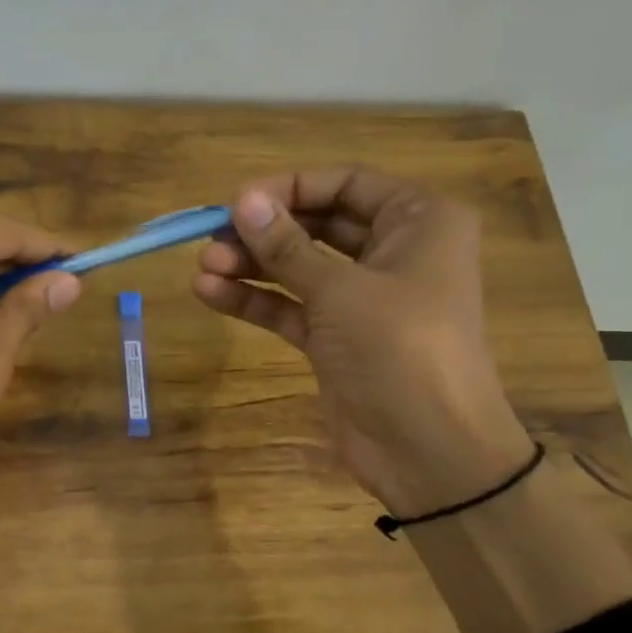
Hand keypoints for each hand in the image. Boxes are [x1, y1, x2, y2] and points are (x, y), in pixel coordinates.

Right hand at [193, 167, 531, 511]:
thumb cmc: (399, 349)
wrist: (428, 449)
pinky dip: (256, 300)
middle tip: (212, 237)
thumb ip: (286, 246)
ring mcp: (363, 299)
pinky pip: (292, 307)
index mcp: (419, 221)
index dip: (290, 187)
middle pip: (318, 224)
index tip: (238, 200)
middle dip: (264, 231)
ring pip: (300, 268)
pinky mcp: (337, 338)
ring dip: (251, 265)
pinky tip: (210, 294)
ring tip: (202, 267)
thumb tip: (242, 200)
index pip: (347, 183)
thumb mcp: (340, 290)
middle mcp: (394, 252)